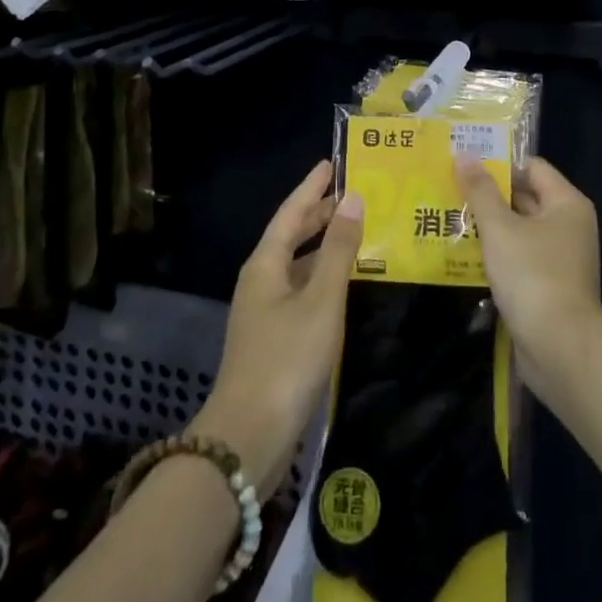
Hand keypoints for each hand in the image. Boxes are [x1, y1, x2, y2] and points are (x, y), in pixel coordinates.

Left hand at [194, 161, 362, 496]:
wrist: (247, 439)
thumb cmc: (287, 359)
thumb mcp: (321, 300)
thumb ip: (338, 250)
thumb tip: (353, 199)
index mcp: (266, 264)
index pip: (291, 212)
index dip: (312, 187)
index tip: (330, 163)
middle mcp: (261, 281)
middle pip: (291, 236)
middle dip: (318, 213)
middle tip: (350, 194)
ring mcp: (264, 312)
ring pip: (297, 265)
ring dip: (323, 247)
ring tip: (355, 232)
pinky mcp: (273, 339)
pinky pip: (301, 291)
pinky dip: (322, 277)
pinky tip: (344, 284)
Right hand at [456, 155, 601, 402]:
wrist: (561, 349)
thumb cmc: (533, 276)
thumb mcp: (500, 228)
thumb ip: (480, 191)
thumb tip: (464, 155)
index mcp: (566, 203)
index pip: (532, 167)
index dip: (499, 164)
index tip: (464, 166)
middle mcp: (568, 225)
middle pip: (525, 197)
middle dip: (488, 195)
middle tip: (449, 190)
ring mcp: (560, 257)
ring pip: (519, 229)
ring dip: (488, 226)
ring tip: (448, 218)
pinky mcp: (548, 285)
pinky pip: (519, 257)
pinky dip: (496, 254)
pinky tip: (464, 254)